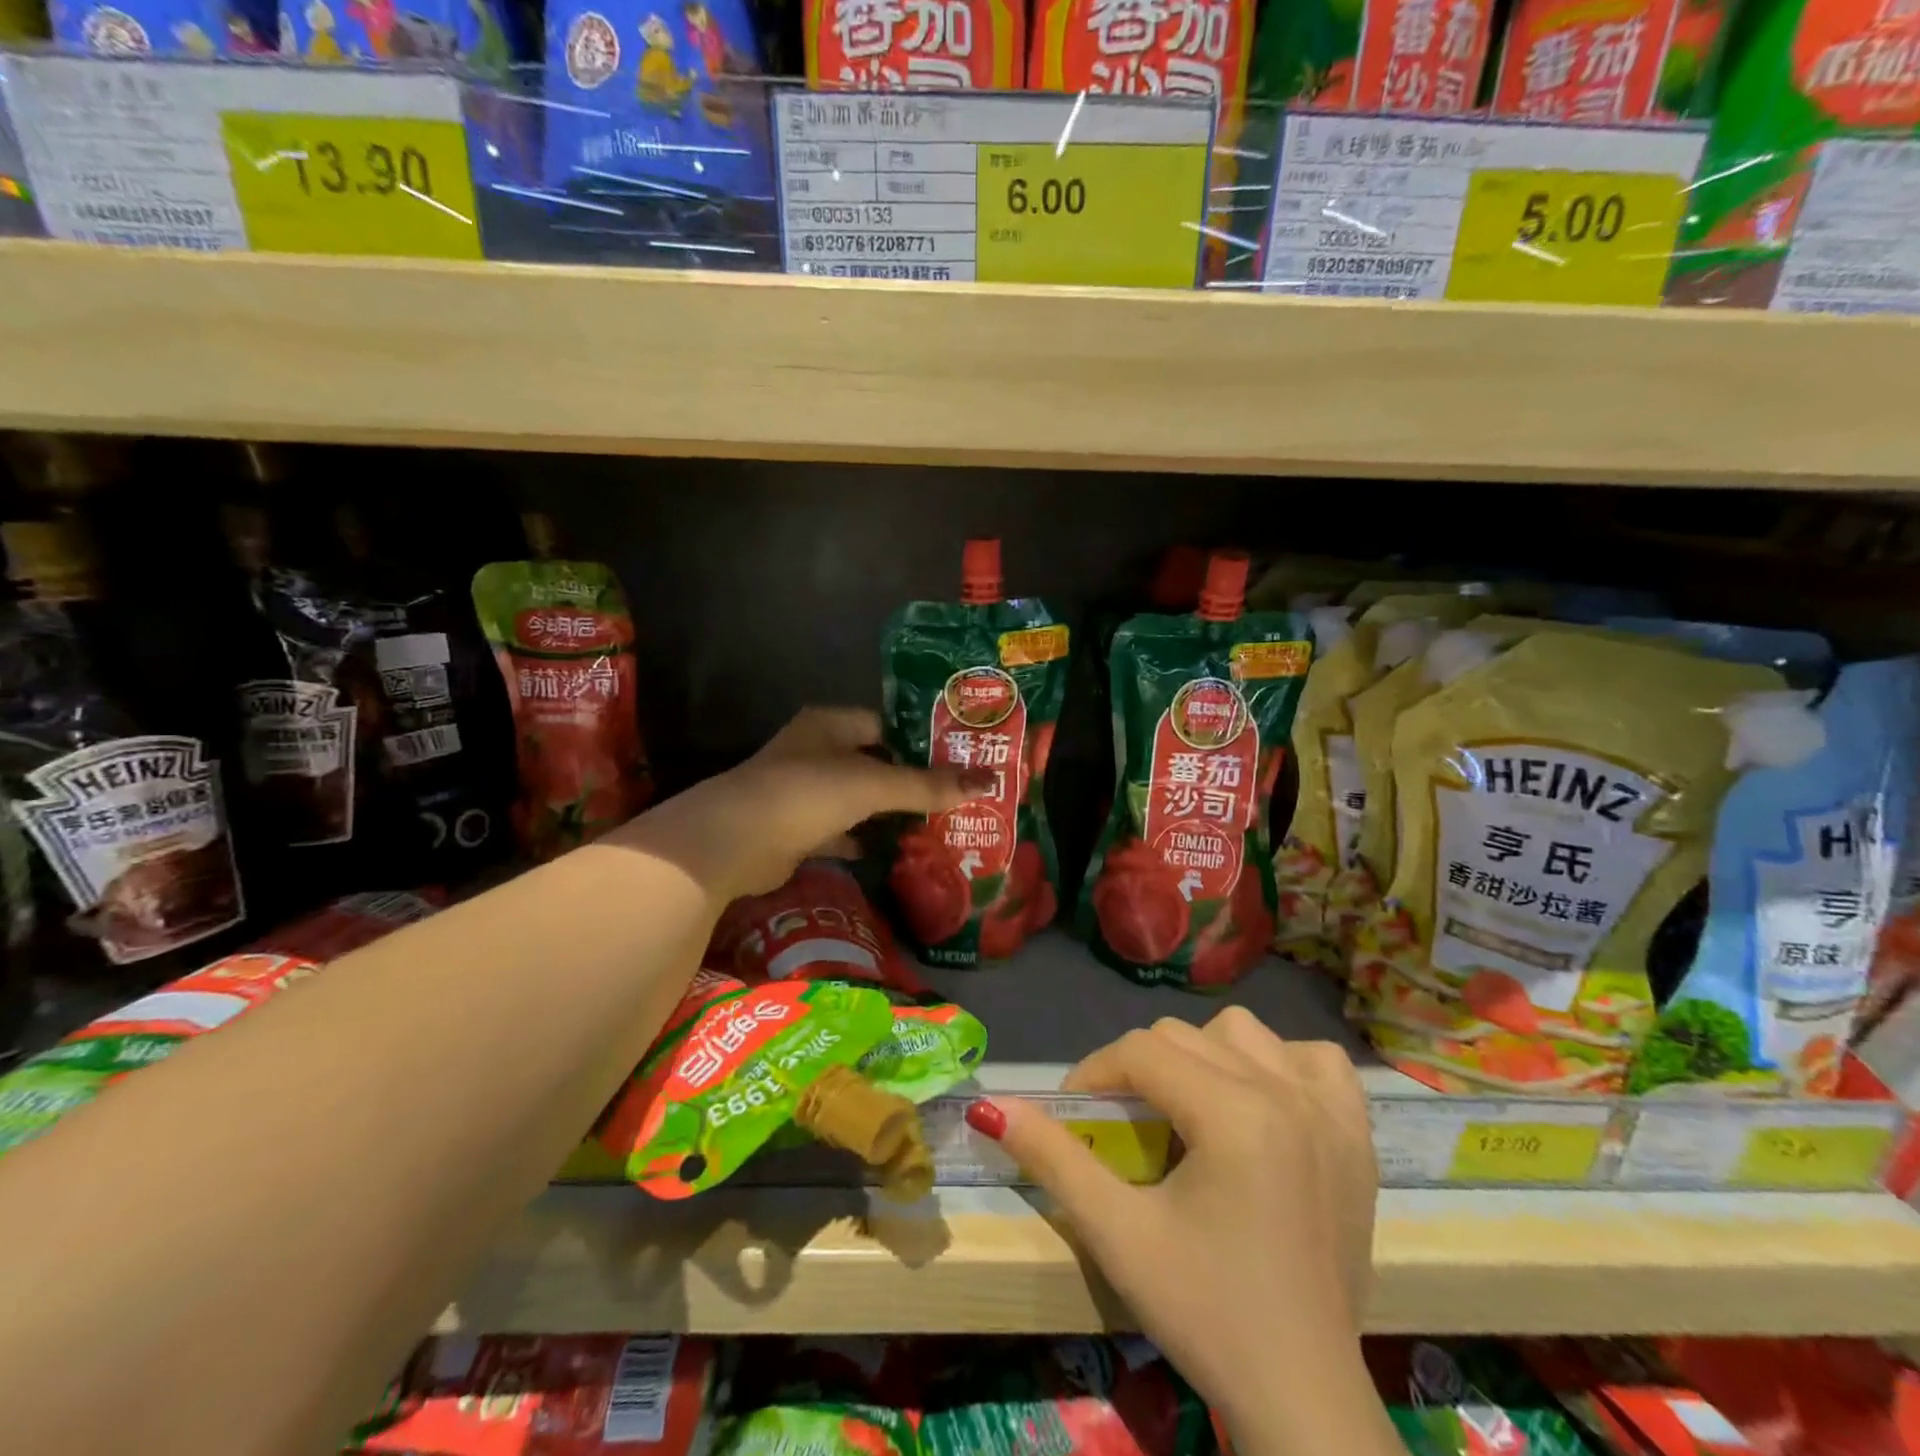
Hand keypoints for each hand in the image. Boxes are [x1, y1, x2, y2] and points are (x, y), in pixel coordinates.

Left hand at [612, 707, 989, 903]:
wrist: (734, 842)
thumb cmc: (806, 793)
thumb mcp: (873, 784)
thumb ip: (927, 785)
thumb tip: (988, 782)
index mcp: (830, 724)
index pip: (885, 723)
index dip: (921, 739)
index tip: (959, 758)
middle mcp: (815, 751)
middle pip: (873, 762)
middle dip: (909, 780)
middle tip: (956, 796)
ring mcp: (802, 791)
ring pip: (856, 798)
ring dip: (887, 812)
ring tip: (935, 824)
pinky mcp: (796, 829)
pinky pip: (840, 831)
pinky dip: (862, 840)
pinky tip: (891, 852)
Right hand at [982, 1010, 1390, 1455]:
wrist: (1302, 1399)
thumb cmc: (1205, 1314)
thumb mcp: (1116, 1235)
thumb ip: (1053, 1159)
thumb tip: (992, 1108)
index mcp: (1233, 1114)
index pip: (1140, 1052)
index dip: (1093, 1075)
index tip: (1075, 1116)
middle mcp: (1286, 1093)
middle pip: (1184, 1037)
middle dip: (1139, 1070)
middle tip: (1124, 1126)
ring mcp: (1330, 1112)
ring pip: (1245, 1034)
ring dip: (1206, 1057)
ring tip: (1192, 1111)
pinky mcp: (1359, 1137)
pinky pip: (1316, 1062)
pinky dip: (1283, 1068)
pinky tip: (1265, 1107)